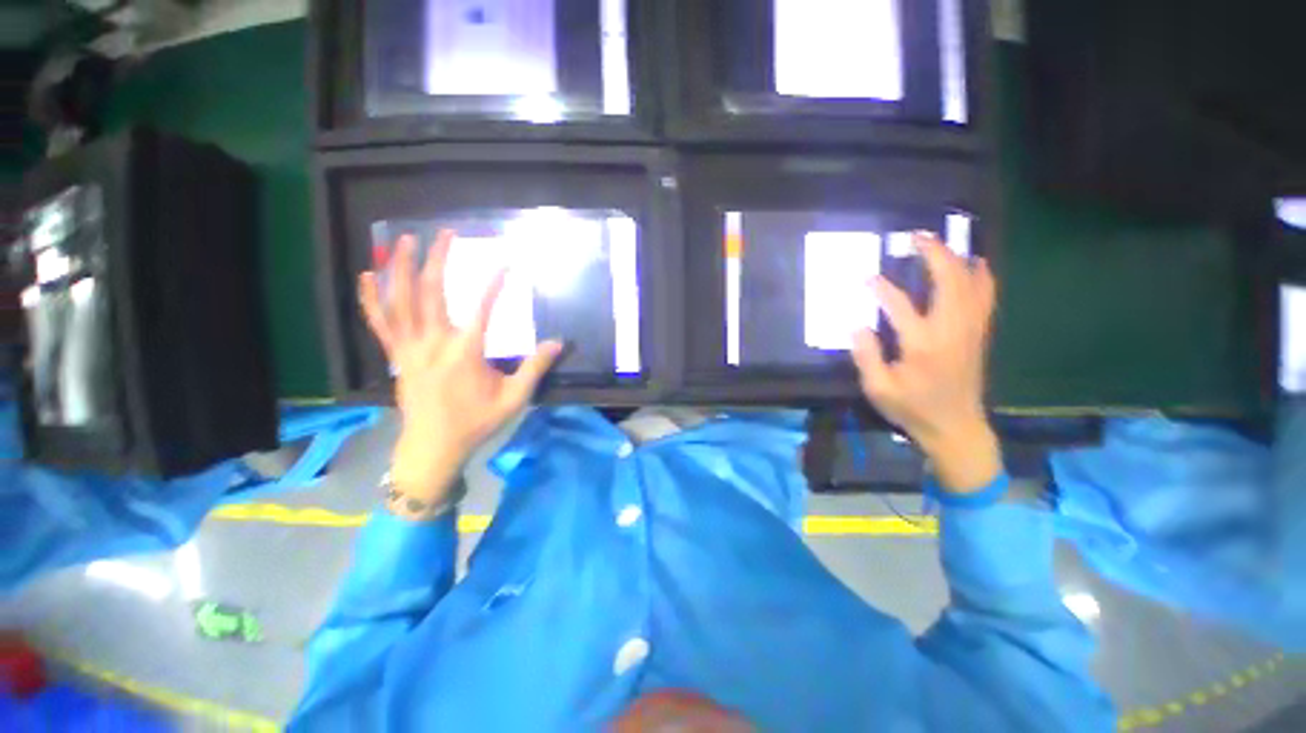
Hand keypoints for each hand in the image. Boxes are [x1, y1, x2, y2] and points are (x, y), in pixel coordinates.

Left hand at [359, 230, 562, 514]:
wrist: (432, 448)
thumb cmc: (476, 423)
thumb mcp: (514, 399)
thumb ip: (535, 368)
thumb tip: (558, 342)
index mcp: (465, 354)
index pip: (482, 309)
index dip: (495, 283)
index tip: (507, 262)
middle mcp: (433, 344)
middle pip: (432, 293)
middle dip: (438, 259)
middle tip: (446, 233)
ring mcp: (408, 349)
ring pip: (399, 301)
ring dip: (401, 268)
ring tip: (404, 240)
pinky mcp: (396, 356)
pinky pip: (380, 322)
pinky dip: (372, 297)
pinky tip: (368, 275)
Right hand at [852, 232, 1000, 492]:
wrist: (956, 428)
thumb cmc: (913, 409)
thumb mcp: (878, 389)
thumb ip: (866, 356)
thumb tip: (858, 325)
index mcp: (922, 346)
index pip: (900, 306)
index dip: (882, 289)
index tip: (867, 278)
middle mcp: (951, 331)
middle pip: (949, 282)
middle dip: (934, 254)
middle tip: (916, 237)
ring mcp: (970, 330)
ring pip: (972, 284)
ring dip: (957, 258)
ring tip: (942, 243)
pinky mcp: (979, 334)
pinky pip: (985, 296)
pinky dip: (981, 275)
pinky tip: (975, 264)